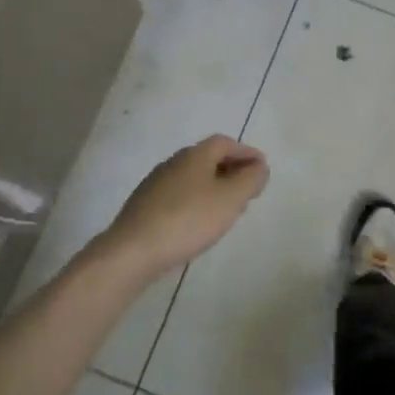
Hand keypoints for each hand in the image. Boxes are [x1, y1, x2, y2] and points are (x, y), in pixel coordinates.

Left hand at [101, 135, 268, 278]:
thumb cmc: (188, 220)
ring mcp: (155, 184)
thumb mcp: (230, 199)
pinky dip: (197, 202)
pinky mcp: (145, 206)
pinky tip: (200, 223)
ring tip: (228, 209)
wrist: (133, 251)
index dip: (246, 153)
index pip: (225, 143)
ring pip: (193, 178)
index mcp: (194, 155)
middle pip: (208, 159)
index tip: (262, 169)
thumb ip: (250, 180)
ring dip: (214, 188)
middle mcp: (173, 163)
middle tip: (248, 189)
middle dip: (231, 170)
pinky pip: (179, 196)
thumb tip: (259, 166)